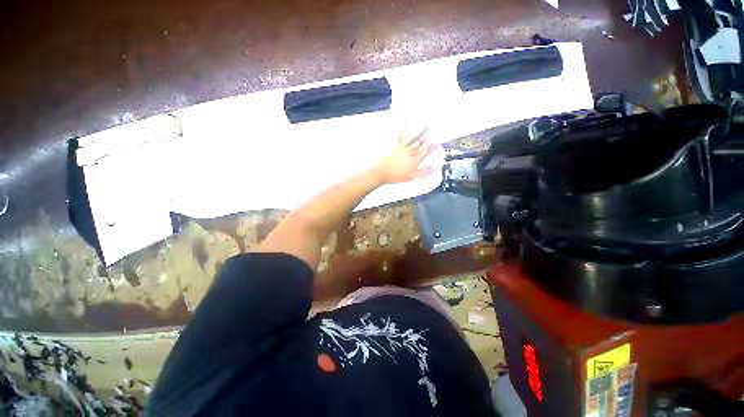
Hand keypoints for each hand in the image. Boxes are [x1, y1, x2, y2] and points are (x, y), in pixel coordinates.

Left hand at [372, 127, 437, 184]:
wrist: (382, 172)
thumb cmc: (395, 175)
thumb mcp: (412, 177)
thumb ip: (423, 173)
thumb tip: (432, 169)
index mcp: (414, 159)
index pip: (426, 151)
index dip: (432, 147)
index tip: (437, 142)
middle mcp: (409, 152)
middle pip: (420, 143)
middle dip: (427, 136)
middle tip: (432, 130)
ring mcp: (402, 148)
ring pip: (412, 138)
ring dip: (418, 131)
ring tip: (424, 126)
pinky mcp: (394, 146)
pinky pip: (400, 136)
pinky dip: (403, 130)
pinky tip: (406, 125)